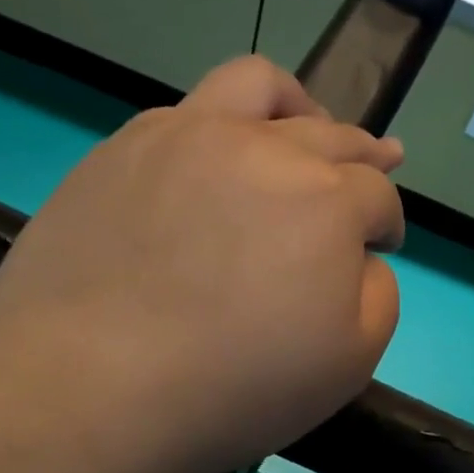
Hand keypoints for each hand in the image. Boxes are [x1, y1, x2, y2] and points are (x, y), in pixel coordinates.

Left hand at [0, 57, 405, 472]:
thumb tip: (360, 257)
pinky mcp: (125, 148)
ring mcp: (189, 138)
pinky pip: (189, 111)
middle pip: (333, 134)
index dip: (387, 222)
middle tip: (378, 165)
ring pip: (259, 86)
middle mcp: (266, 150)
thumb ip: (378, 294)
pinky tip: (218, 161)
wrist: (87, 386)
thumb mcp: (350, 362)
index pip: (378, 195)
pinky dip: (224, 127)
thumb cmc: (234, 385)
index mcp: (327, 200)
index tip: (381, 245)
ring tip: (305, 121)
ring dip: (298, 105)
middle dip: (366, 155)